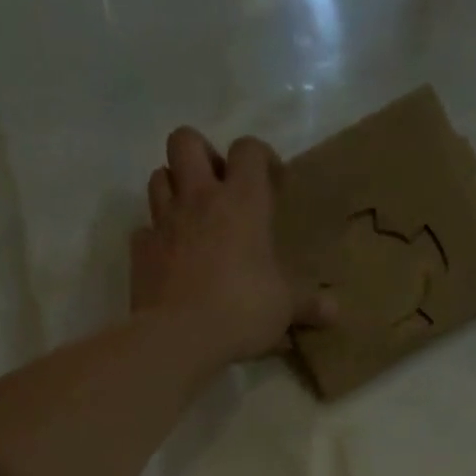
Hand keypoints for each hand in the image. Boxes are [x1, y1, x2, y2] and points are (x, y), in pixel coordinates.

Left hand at [130, 127, 333, 363]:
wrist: (181, 335)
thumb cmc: (242, 309)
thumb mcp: (285, 308)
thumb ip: (309, 305)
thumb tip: (336, 312)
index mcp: (242, 201)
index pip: (248, 150)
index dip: (260, 157)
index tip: (271, 182)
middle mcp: (199, 199)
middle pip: (185, 141)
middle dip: (201, 155)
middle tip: (217, 188)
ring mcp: (164, 222)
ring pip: (158, 177)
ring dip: (173, 188)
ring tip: (191, 218)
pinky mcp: (140, 251)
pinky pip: (144, 230)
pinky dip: (156, 238)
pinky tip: (170, 259)